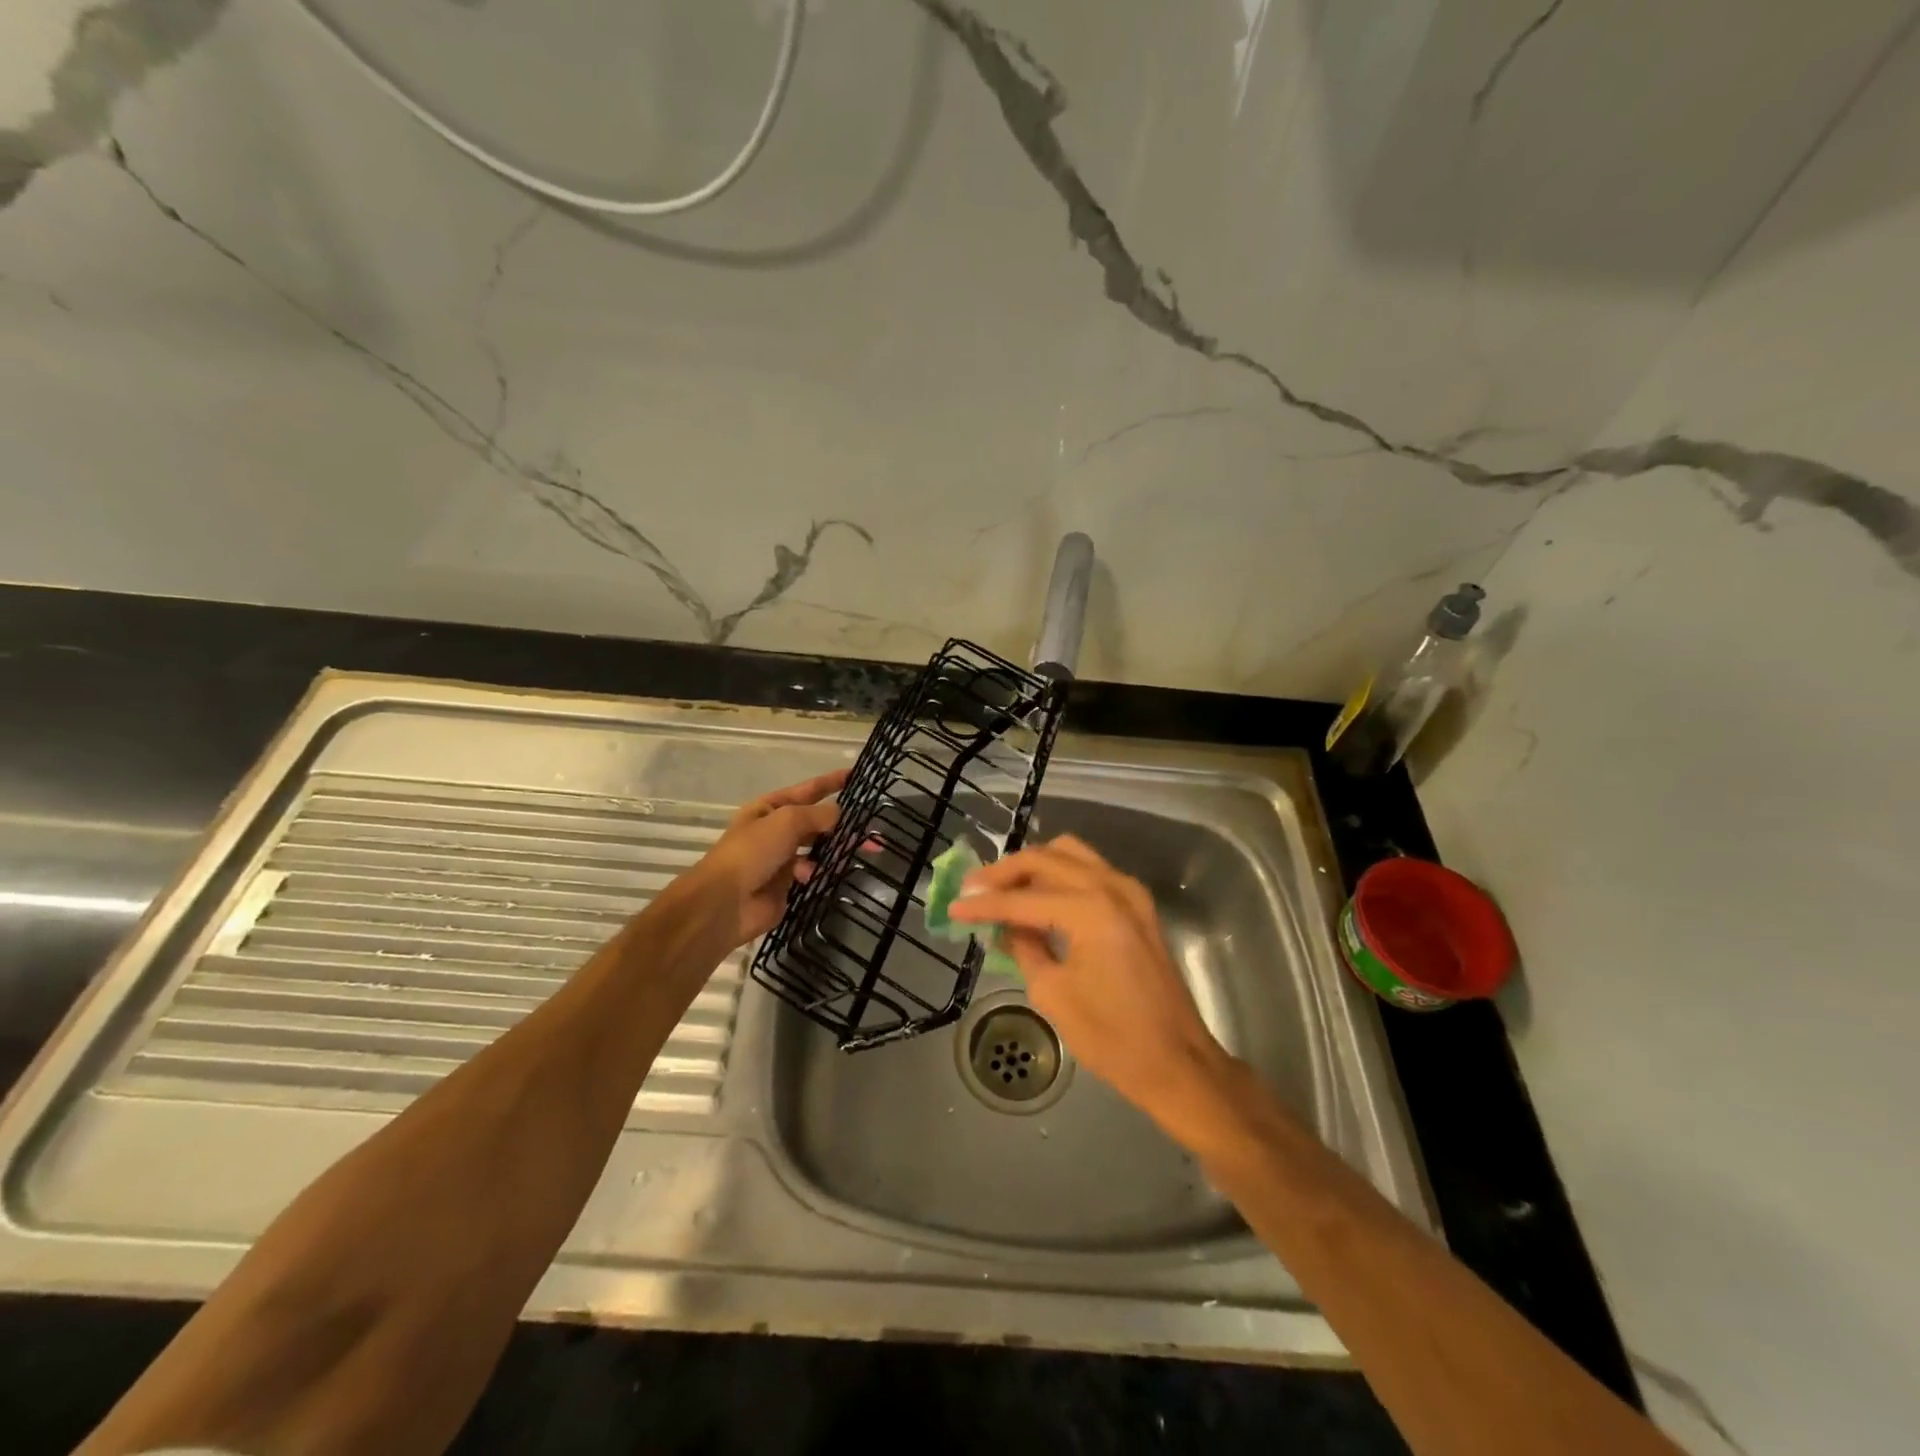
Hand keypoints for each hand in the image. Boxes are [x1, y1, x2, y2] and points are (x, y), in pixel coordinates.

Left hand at [687, 769, 846, 951]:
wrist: (727, 902)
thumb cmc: (753, 851)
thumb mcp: (786, 820)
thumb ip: (817, 814)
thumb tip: (838, 814)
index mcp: (769, 809)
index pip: (807, 790)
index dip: (830, 783)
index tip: (855, 776)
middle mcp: (775, 831)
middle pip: (815, 822)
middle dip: (840, 823)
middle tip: (870, 827)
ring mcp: (782, 859)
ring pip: (818, 848)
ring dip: (835, 849)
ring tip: (859, 851)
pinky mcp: (788, 885)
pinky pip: (813, 872)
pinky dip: (820, 872)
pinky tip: (817, 875)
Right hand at [949, 836, 1234, 1135]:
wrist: (1176, 1061)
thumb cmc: (1112, 1038)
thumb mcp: (1053, 994)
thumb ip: (1025, 948)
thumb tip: (1007, 926)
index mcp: (1091, 911)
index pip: (1024, 898)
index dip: (984, 904)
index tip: (954, 906)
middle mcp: (1113, 887)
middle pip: (1047, 858)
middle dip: (1006, 872)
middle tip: (974, 889)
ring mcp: (1130, 892)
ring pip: (1071, 854)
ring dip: (1034, 866)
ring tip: (1004, 889)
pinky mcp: (1138, 905)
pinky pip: (1091, 871)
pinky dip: (1060, 875)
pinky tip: (1038, 897)